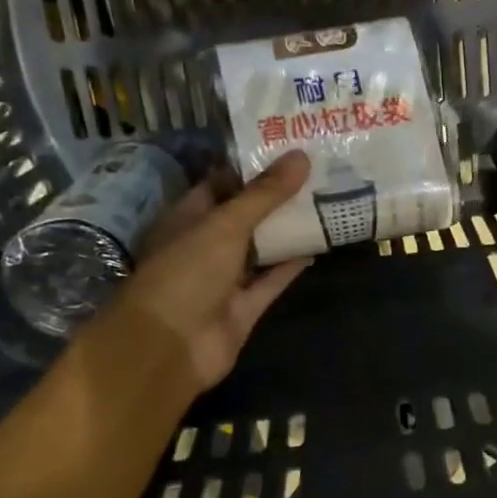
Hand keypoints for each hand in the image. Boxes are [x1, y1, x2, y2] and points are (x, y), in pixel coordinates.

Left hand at [106, 151, 313, 393]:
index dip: (253, 166)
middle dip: (277, 197)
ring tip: (326, 202)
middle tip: (318, 171)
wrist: (170, 347)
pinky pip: (272, 280)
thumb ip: (264, 194)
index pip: (222, 183)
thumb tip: (301, 156)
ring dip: (288, 229)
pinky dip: (292, 266)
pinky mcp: (244, 307)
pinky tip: (319, 245)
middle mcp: (205, 245)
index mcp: (188, 218)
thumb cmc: (186, 273)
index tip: (290, 149)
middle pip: (245, 215)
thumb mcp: (225, 225)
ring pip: (261, 248)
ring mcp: (225, 278)